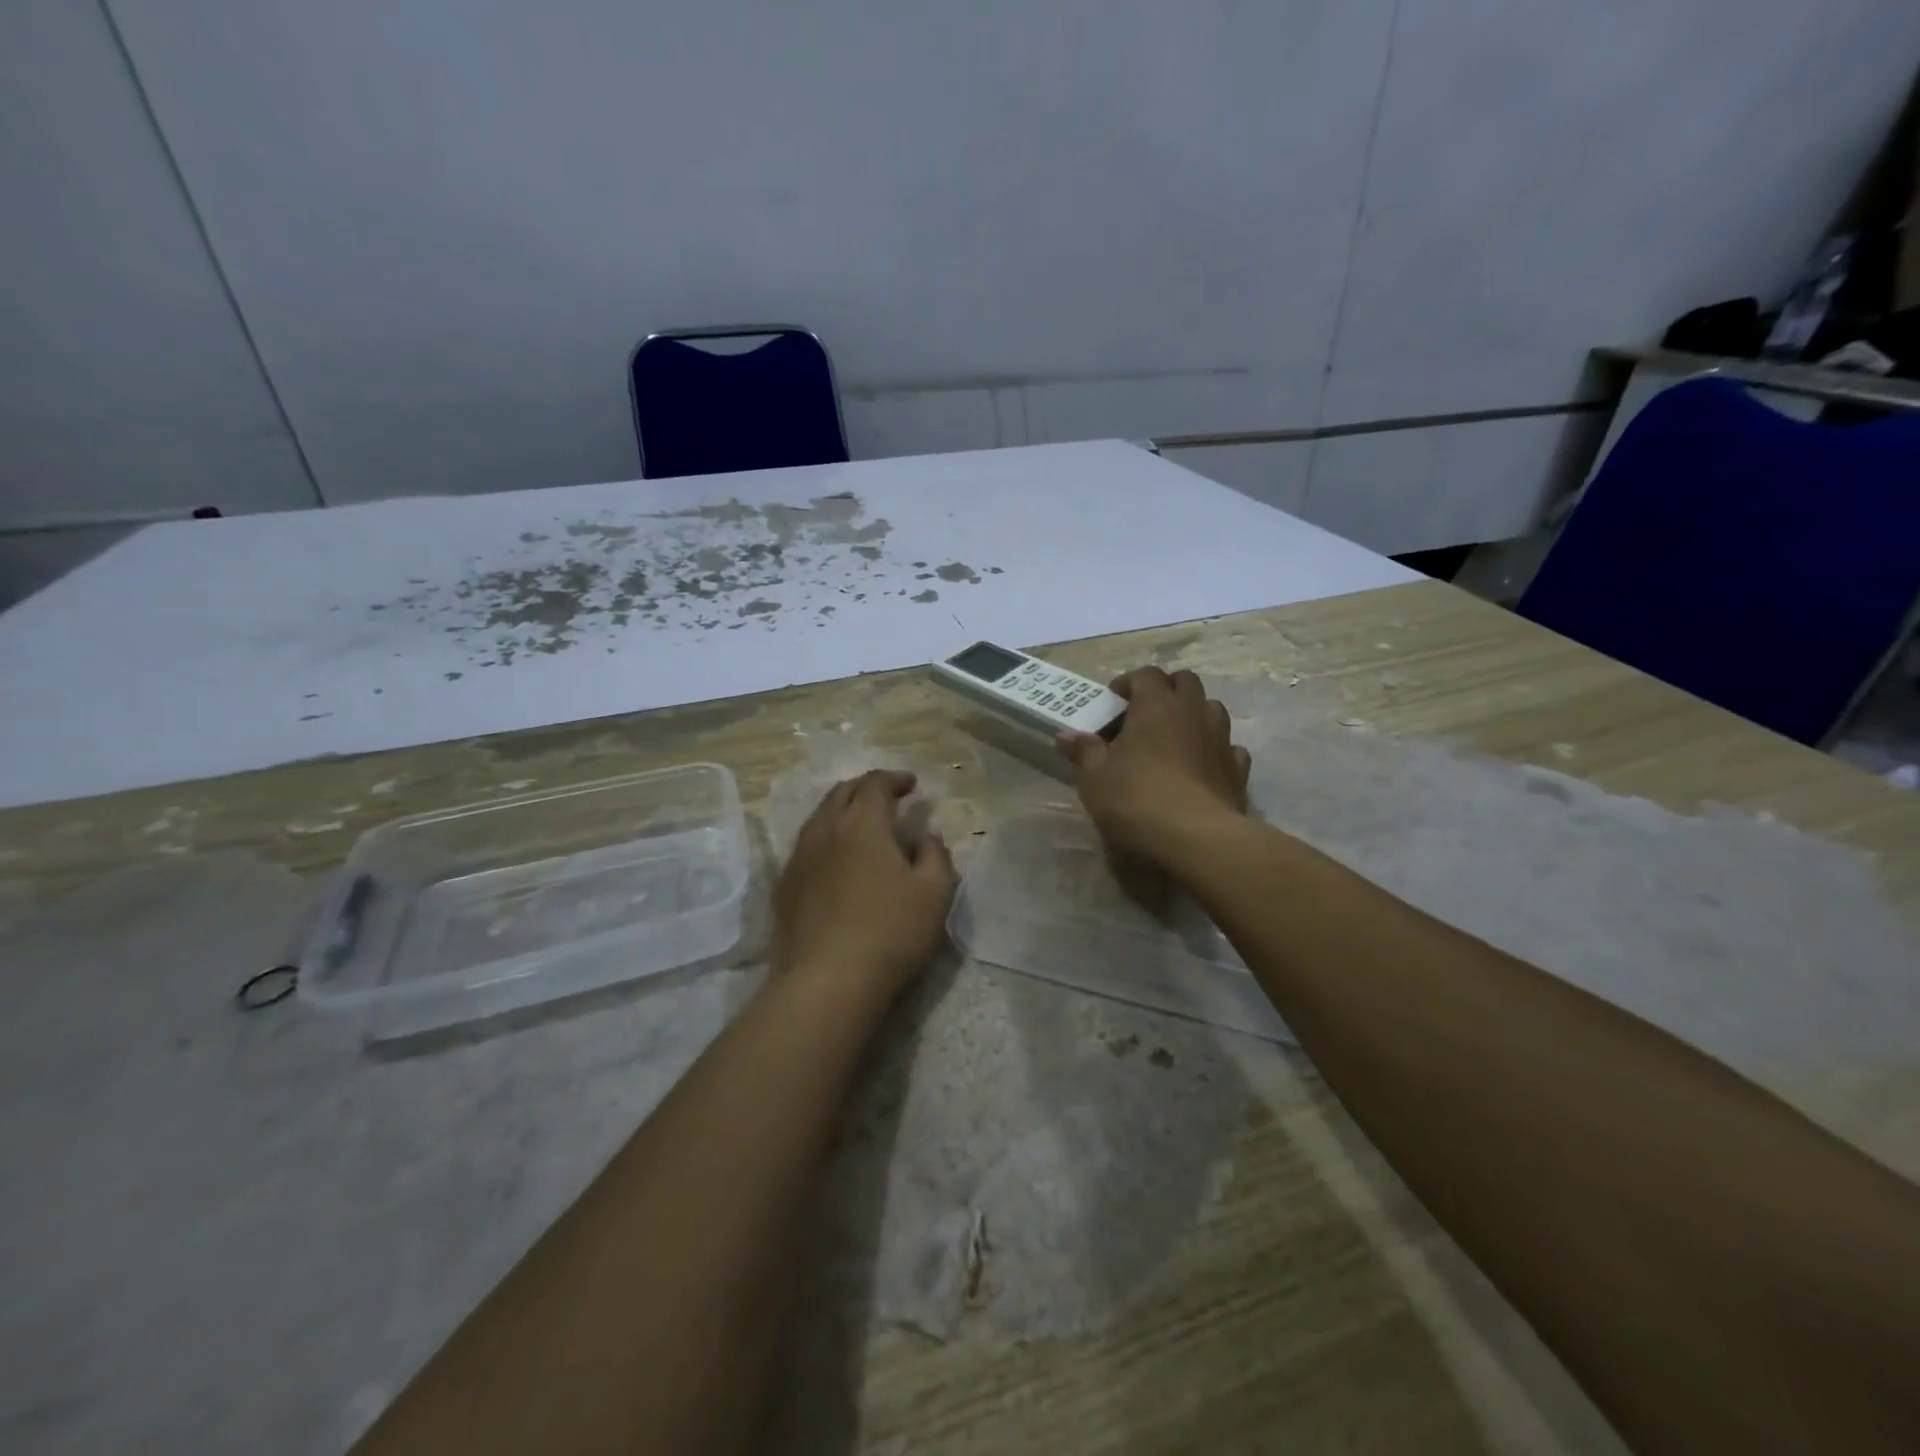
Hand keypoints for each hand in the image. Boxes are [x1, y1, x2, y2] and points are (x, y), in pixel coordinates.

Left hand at [771, 769, 956, 998]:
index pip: (875, 784)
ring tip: (861, 826)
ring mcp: (799, 857)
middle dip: (866, 788)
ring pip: (819, 818)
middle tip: (887, 798)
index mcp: (862, 823)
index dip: (894, 779)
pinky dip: (826, 839)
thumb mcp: (934, 893)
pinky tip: (837, 861)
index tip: (912, 785)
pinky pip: (806, 847)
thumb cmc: (890, 931)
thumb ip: (936, 855)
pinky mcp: (785, 886)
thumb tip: (927, 836)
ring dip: (843, 812)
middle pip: (842, 792)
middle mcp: (825, 830)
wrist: (826, 980)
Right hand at [1057, 668, 1251, 864]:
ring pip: (1212, 709)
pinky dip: (1214, 750)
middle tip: (1144, 713)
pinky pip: (1229, 747)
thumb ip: (1083, 751)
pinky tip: (1201, 766)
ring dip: (1193, 715)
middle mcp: (1193, 711)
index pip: (1146, 675)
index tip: (1113, 702)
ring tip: (1174, 738)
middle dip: (1166, 690)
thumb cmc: (1136, 797)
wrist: (1195, 836)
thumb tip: (1067, 735)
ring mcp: (1221, 739)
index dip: (1128, 683)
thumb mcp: (1094, 777)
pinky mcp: (1238, 769)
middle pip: (1185, 681)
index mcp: (1156, 704)